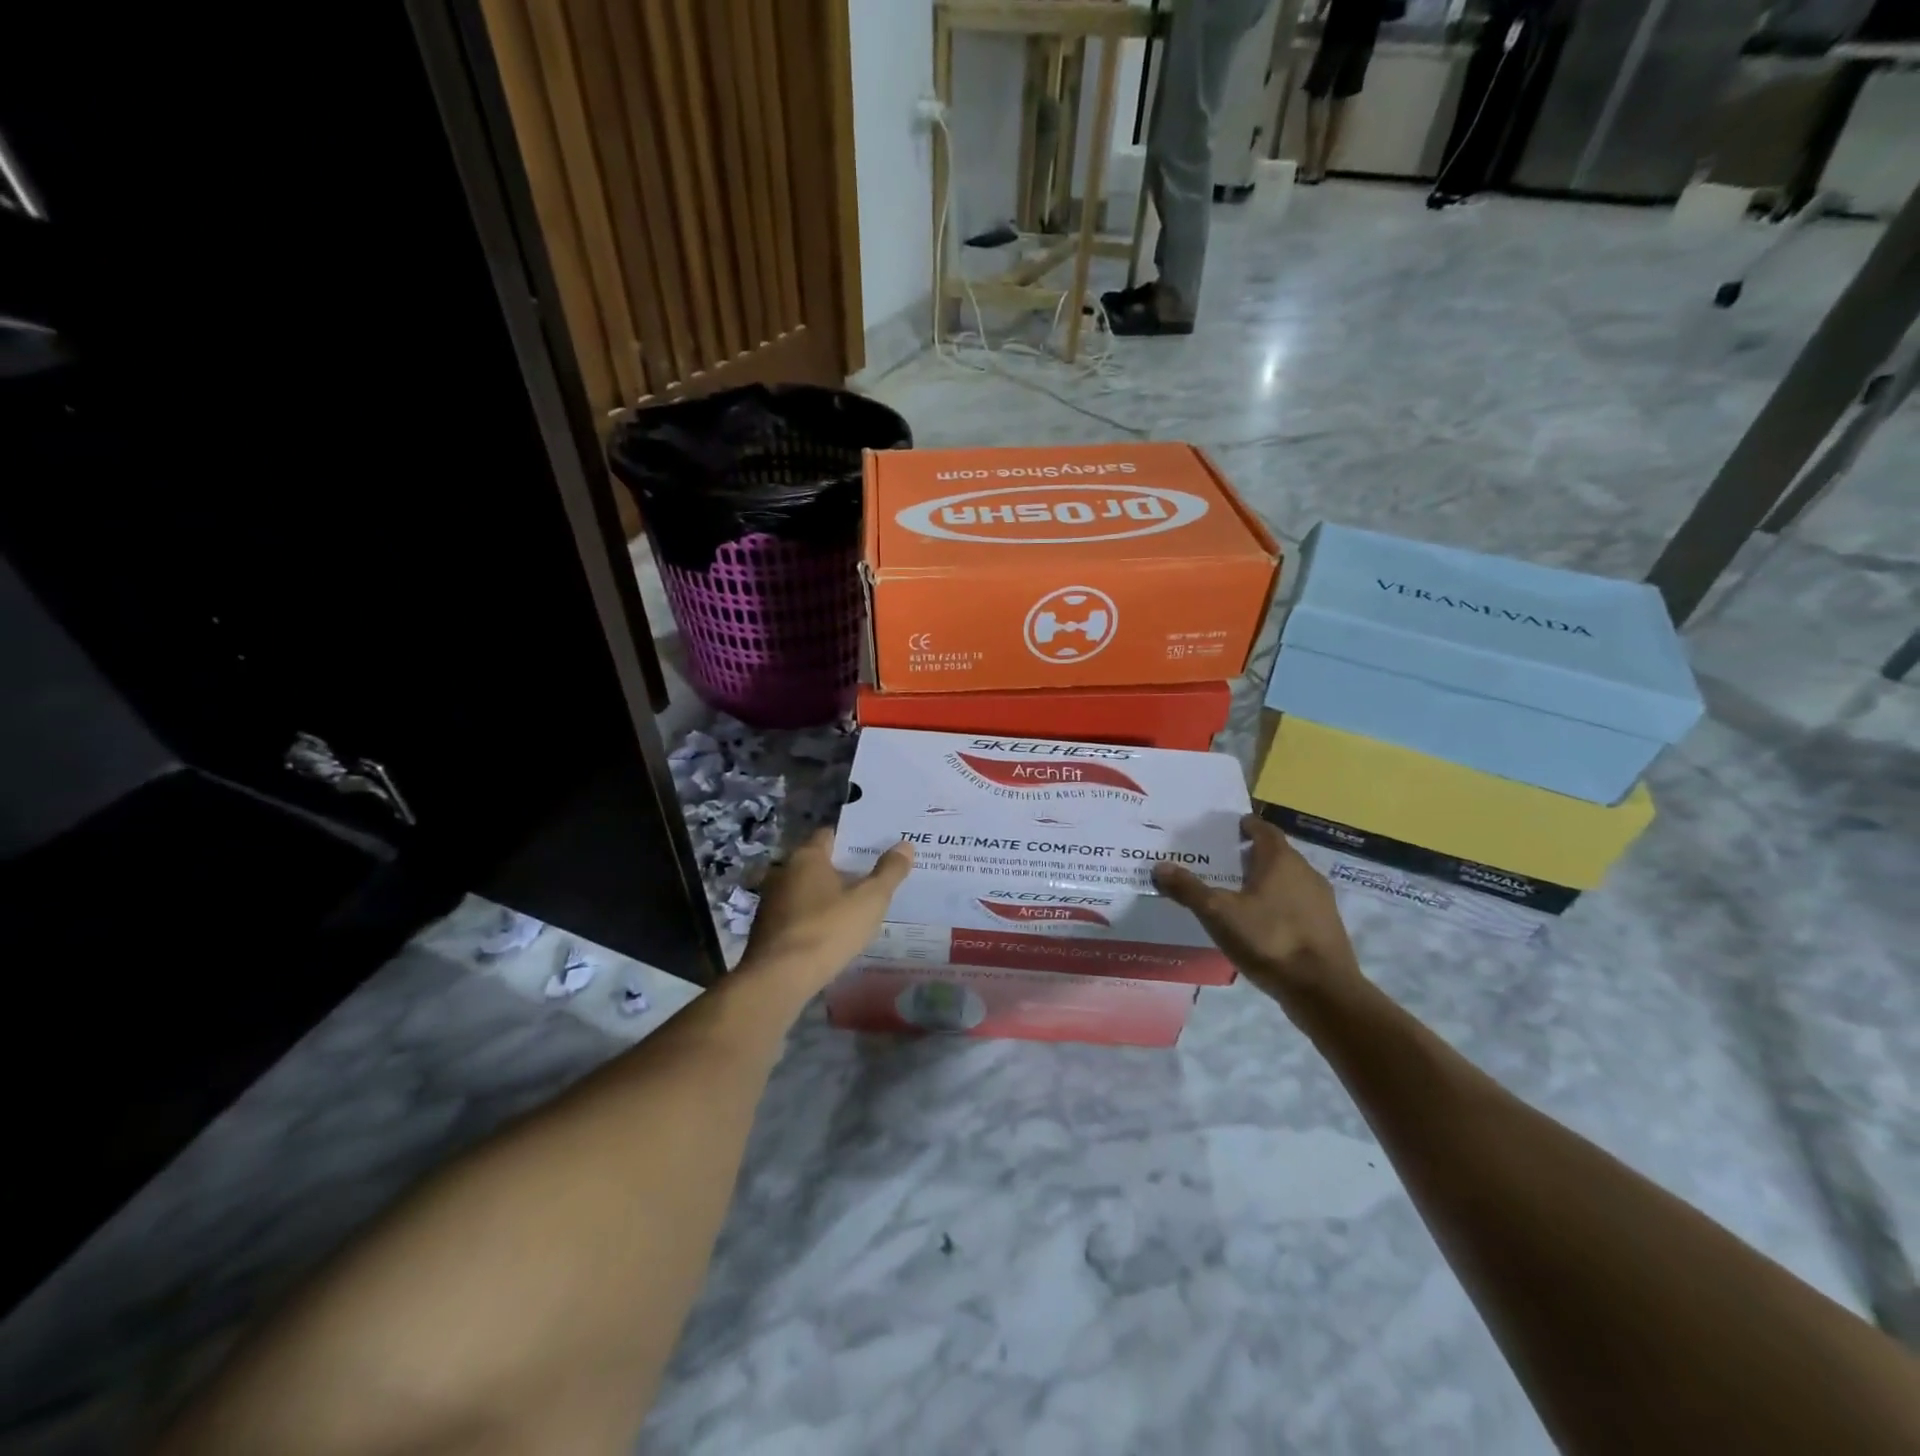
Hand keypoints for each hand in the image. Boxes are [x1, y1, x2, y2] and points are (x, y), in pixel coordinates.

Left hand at [737, 829, 913, 994]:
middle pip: (818, 863)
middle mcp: (784, 872)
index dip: (853, 840)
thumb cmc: (828, 929)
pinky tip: (832, 933)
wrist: (780, 978)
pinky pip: (797, 915)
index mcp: (807, 857)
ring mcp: (771, 902)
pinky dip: (814, 918)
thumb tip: (905, 845)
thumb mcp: (870, 900)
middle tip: (872, 878)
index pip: (831, 835)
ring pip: (806, 890)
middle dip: (843, 869)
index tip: (875, 848)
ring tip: (856, 907)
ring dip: (827, 896)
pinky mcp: (766, 930)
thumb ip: (889, 872)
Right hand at [1153, 814, 1361, 1004]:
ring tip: (1239, 894)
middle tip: (1225, 863)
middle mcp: (1305, 872)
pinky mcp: (1327, 926)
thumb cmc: (1269, 939)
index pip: (1265, 830)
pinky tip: (1262, 923)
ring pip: (1289, 880)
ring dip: (1267, 881)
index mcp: (1280, 860)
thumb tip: (1160, 866)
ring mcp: (1321, 900)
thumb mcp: (1218, 914)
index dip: (1247, 826)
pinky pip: (1298, 904)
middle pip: (1277, 854)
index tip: (1230, 829)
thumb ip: (1189, 889)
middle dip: (1253, 855)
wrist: (1323, 990)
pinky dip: (1280, 904)